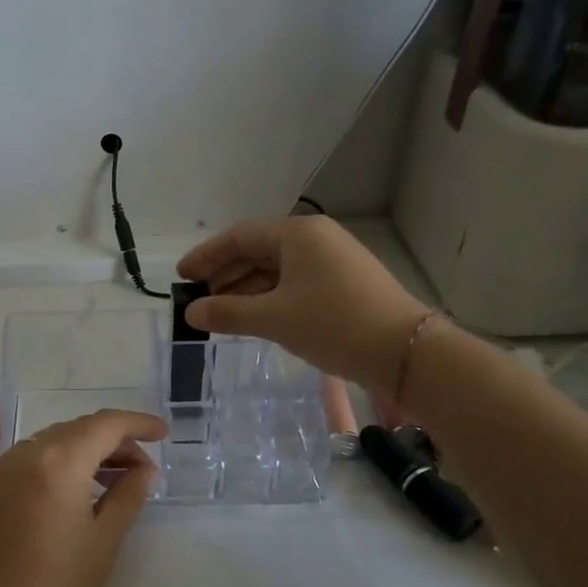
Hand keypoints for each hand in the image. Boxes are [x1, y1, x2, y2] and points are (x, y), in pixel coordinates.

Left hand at [0, 409, 167, 586]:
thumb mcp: (105, 539)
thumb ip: (129, 494)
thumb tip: (144, 470)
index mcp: (58, 460)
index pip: (106, 424)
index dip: (138, 424)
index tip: (163, 433)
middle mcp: (26, 453)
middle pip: (78, 429)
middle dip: (114, 440)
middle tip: (143, 468)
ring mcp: (2, 471)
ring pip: (53, 442)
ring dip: (87, 451)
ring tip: (115, 480)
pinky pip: (32, 460)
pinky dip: (60, 463)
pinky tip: (76, 492)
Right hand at [177, 215, 428, 392]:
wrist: (405, 352)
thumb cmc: (334, 324)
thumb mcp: (274, 318)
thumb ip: (227, 313)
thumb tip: (191, 313)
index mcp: (297, 234)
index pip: (239, 237)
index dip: (207, 256)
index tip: (181, 277)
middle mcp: (316, 239)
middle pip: (258, 251)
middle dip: (225, 275)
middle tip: (198, 300)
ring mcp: (333, 261)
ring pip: (277, 270)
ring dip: (246, 290)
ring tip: (221, 314)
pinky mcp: (344, 284)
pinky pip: (295, 283)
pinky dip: (270, 298)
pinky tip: (255, 318)